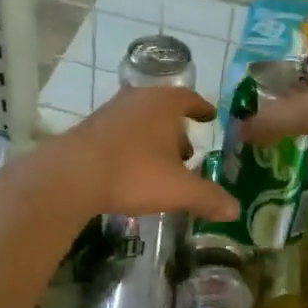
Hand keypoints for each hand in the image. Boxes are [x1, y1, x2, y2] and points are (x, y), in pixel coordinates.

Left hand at [37, 86, 238, 221]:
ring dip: (153, 139)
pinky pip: (121, 132)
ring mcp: (110, 111)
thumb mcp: (178, 189)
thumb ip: (208, 197)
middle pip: (164, 109)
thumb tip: (235, 209)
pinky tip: (131, 169)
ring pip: (140, 120)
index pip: (190, 99)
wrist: (72, 175)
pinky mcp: (90, 127)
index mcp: (164, 103)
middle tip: (187, 153)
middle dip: (177, 130)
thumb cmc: (134, 173)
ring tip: (160, 165)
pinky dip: (132, 145)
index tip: (209, 117)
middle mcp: (137, 99)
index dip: (202, 109)